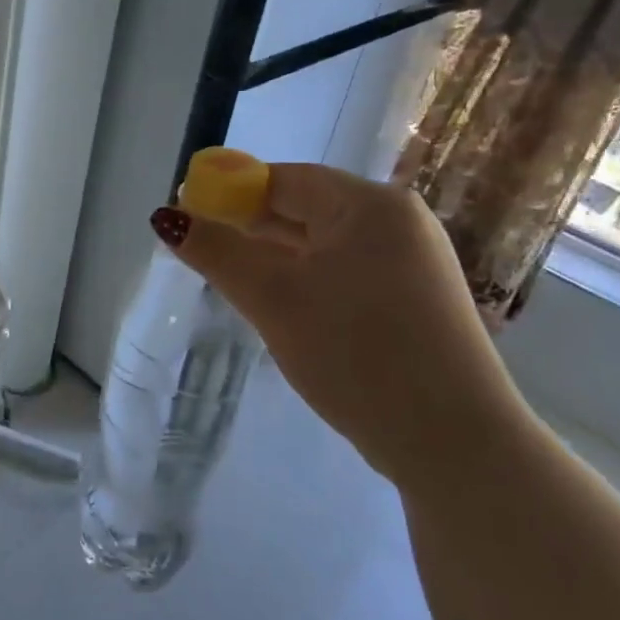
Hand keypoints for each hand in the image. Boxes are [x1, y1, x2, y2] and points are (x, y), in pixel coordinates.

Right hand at [153, 162, 530, 479]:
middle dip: (248, 227)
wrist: (452, 441)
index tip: (187, 217)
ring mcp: (411, 262)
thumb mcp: (274, 299)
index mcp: (369, 205)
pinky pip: (343, 273)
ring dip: (274, 257)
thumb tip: (166, 217)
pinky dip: (305, 280)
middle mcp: (397, 222)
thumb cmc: (356, 353)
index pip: (284, 179)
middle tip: (200, 252)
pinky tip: (279, 304)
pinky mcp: (412, 300)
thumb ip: (217, 253)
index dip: (229, 192)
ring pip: (322, 245)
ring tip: (229, 278)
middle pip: (305, 208)